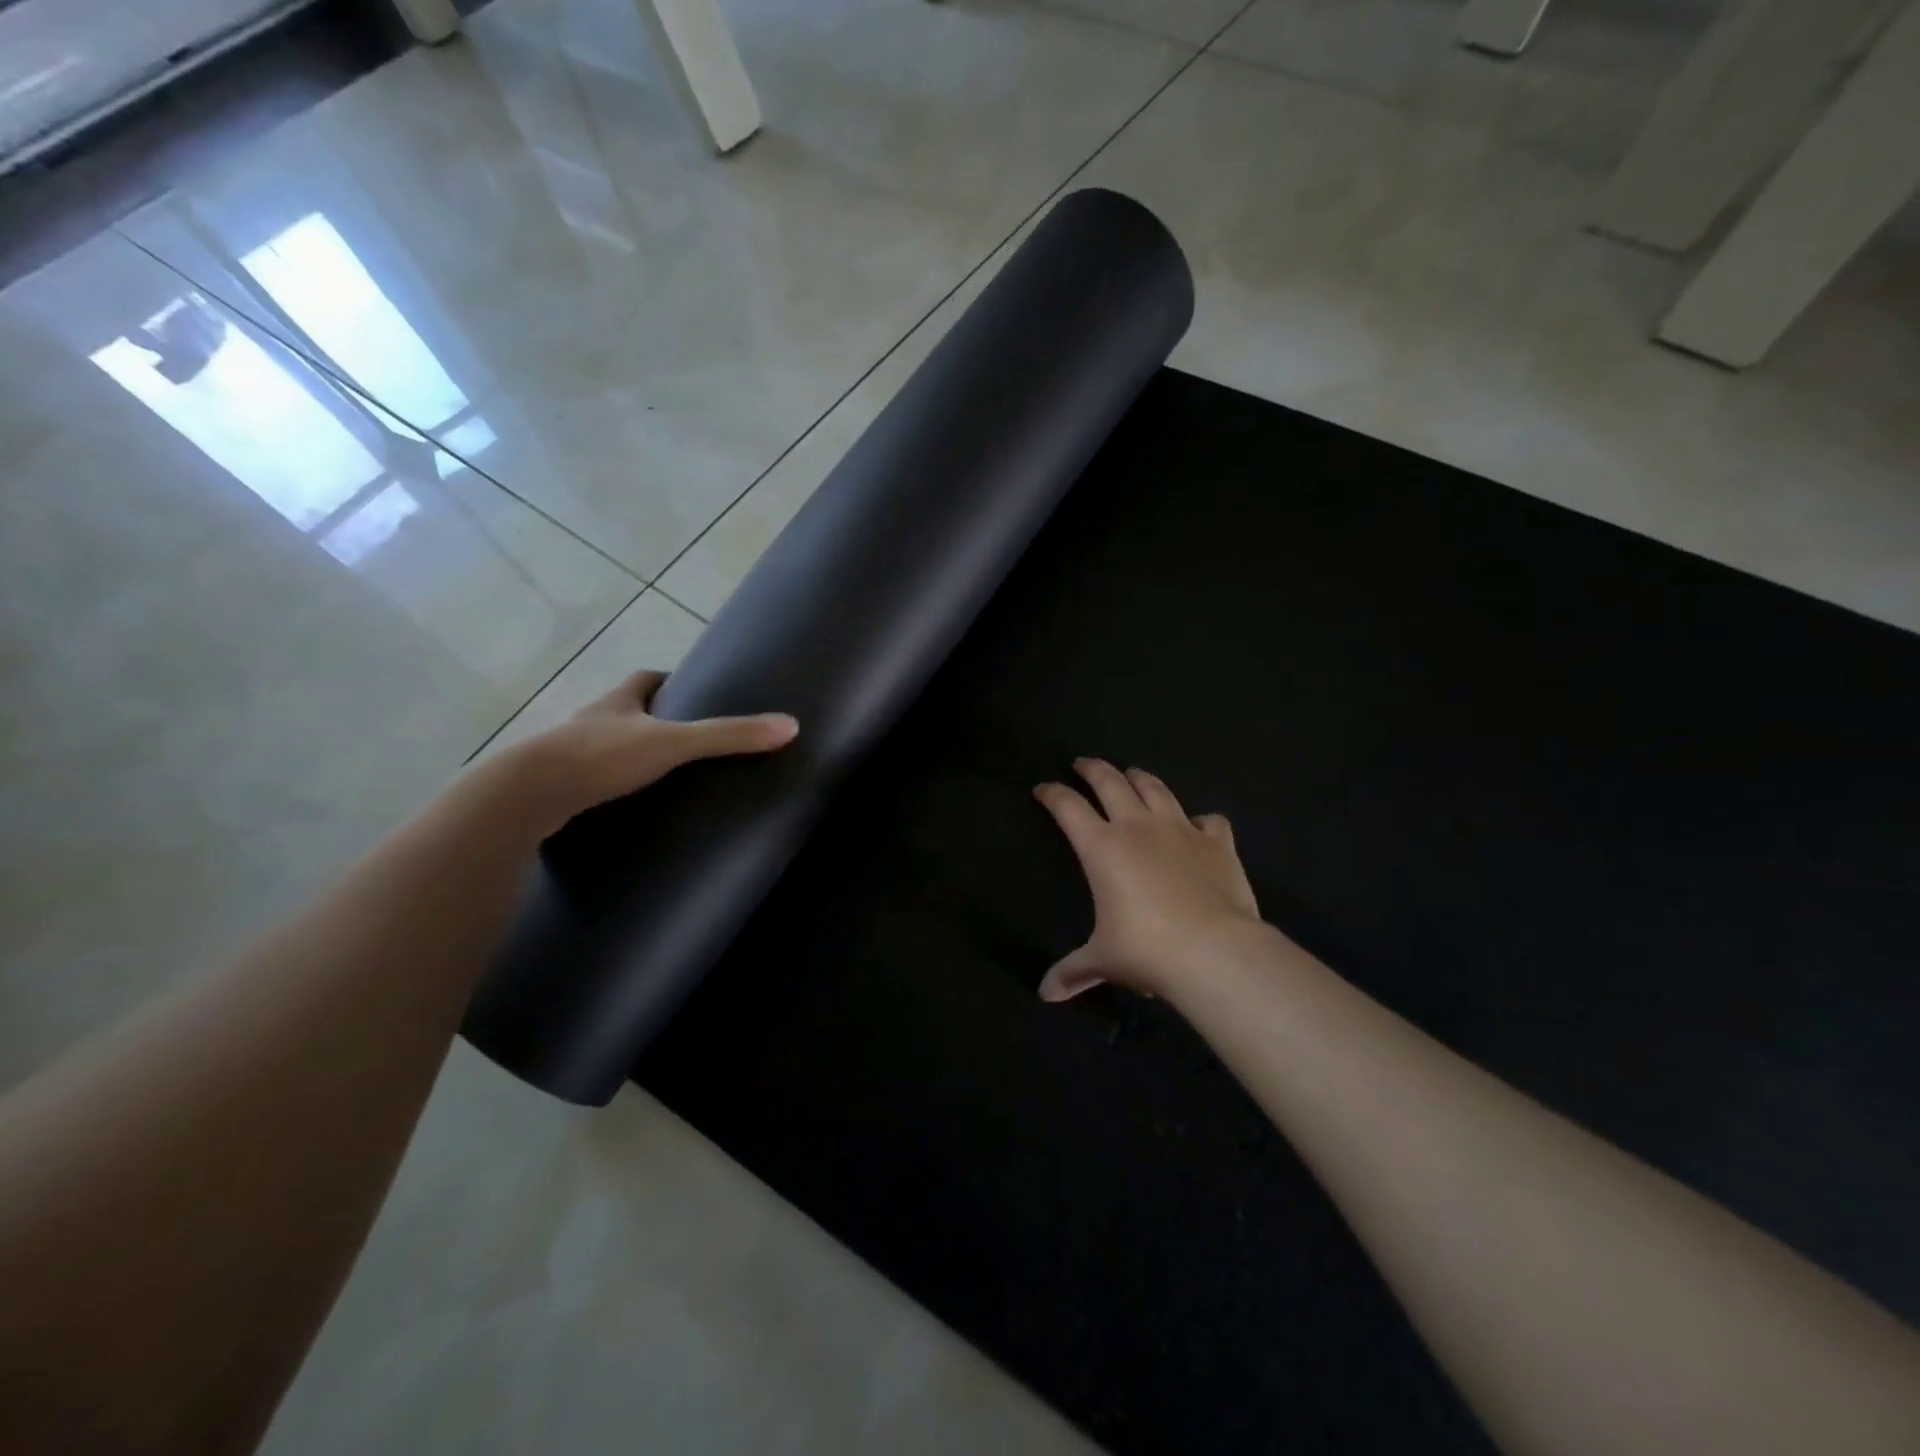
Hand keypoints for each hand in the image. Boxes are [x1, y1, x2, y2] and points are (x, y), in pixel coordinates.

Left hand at [504, 670, 796, 835]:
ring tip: (664, 776)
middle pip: (626, 711)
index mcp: (617, 700)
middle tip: (687, 738)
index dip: (669, 681)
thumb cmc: (600, 756)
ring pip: (606, 746)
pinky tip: (628, 805)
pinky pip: (590, 779)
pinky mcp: (558, 787)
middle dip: (652, 719)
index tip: (693, 691)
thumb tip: (789, 726)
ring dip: (630, 754)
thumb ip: (728, 735)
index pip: (645, 679)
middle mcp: (591, 720)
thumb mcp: (673, 743)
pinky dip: (610, 786)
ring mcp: (569, 754)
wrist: (527, 794)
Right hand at [1034, 759, 1260, 1000]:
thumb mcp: (1104, 960)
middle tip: (1084, 763)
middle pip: (1110, 782)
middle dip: (1093, 769)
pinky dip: (1200, 820)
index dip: (1052, 793)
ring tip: (1132, 775)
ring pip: (1156, 788)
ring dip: (1140, 778)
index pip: (1068, 807)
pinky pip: (1209, 820)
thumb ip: (1073, 971)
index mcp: (1102, 848)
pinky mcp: (1217, 842)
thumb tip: (1045, 994)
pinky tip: (1198, 825)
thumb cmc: (1147, 950)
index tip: (1043, 789)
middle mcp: (1138, 827)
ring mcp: (1180, 829)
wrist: (1214, 951)